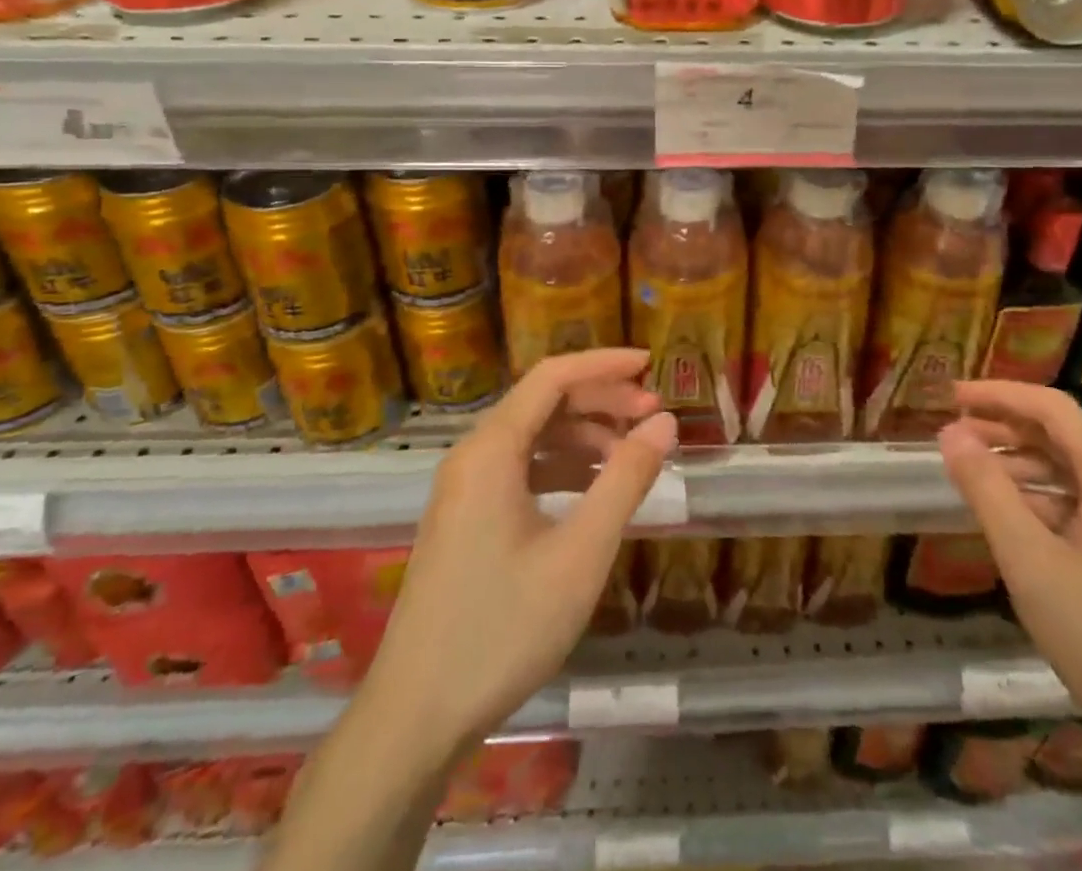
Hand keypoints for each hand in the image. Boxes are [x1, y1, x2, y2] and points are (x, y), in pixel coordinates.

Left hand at [362, 348, 676, 758]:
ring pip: (532, 436)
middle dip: (600, 400)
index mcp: (491, 450)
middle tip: (653, 415)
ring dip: (583, 435)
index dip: (604, 364)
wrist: (415, 717)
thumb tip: (665, 423)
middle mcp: (472, 456)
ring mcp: (464, 488)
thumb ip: (625, 480)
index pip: (553, 376)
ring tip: (630, 454)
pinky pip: (519, 468)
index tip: (652, 365)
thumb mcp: (580, 553)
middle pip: (542, 402)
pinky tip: (592, 490)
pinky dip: (560, 466)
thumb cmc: (503, 628)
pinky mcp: (465, 518)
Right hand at [937, 380, 1081, 758]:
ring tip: (971, 474)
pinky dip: (1041, 498)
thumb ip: (986, 490)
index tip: (950, 395)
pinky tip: (1012, 519)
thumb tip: (950, 432)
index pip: (1050, 407)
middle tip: (952, 433)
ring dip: (1020, 465)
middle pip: (1061, 435)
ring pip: (1070, 471)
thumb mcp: (1030, 561)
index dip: (998, 394)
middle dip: (1005, 428)